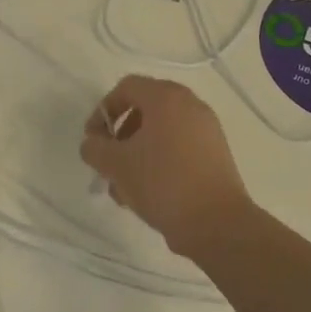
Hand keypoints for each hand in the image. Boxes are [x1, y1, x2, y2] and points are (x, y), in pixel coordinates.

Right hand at [79, 75, 252, 258]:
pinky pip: (179, 147)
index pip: (126, 88)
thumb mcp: (117, 165)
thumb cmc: (162, 183)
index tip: (93, 140)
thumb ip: (95, 148)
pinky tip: (148, 193)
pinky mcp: (216, 154)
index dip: (103, 110)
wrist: (217, 223)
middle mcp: (190, 105)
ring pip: (161, 132)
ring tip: (125, 188)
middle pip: (144, 110)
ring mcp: (207, 129)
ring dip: (137, 153)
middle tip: (109, 163)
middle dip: (120, 136)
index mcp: (166, 98)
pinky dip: (159, 161)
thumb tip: (93, 144)